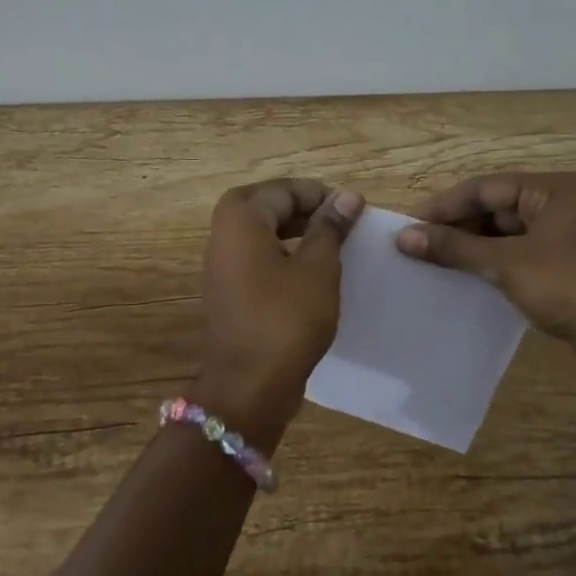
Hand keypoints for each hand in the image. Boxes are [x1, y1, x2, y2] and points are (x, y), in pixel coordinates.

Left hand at [194, 179, 364, 441]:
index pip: (282, 190)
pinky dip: (281, 253)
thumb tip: (348, 196)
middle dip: (299, 206)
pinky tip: (310, 272)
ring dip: (291, 229)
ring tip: (329, 242)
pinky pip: (255, 257)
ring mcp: (222, 266)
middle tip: (335, 219)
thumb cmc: (286, 319)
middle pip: (262, 204)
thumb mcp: (318, 269)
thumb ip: (330, 228)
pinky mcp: (229, 291)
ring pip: (258, 231)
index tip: (352, 209)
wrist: (249, 385)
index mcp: (241, 220)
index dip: (318, 194)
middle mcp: (223, 236)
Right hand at [396, 171, 575, 368]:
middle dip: (456, 226)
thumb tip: (403, 238)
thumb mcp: (506, 263)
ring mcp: (563, 235)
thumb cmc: (568, 287)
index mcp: (551, 189)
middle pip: (494, 207)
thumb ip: (454, 248)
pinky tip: (463, 275)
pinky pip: (515, 253)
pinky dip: (489, 261)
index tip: (407, 225)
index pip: (484, 187)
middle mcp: (558, 204)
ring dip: (470, 245)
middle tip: (416, 246)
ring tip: (433, 261)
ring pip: (503, 232)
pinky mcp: (562, 264)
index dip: (443, 205)